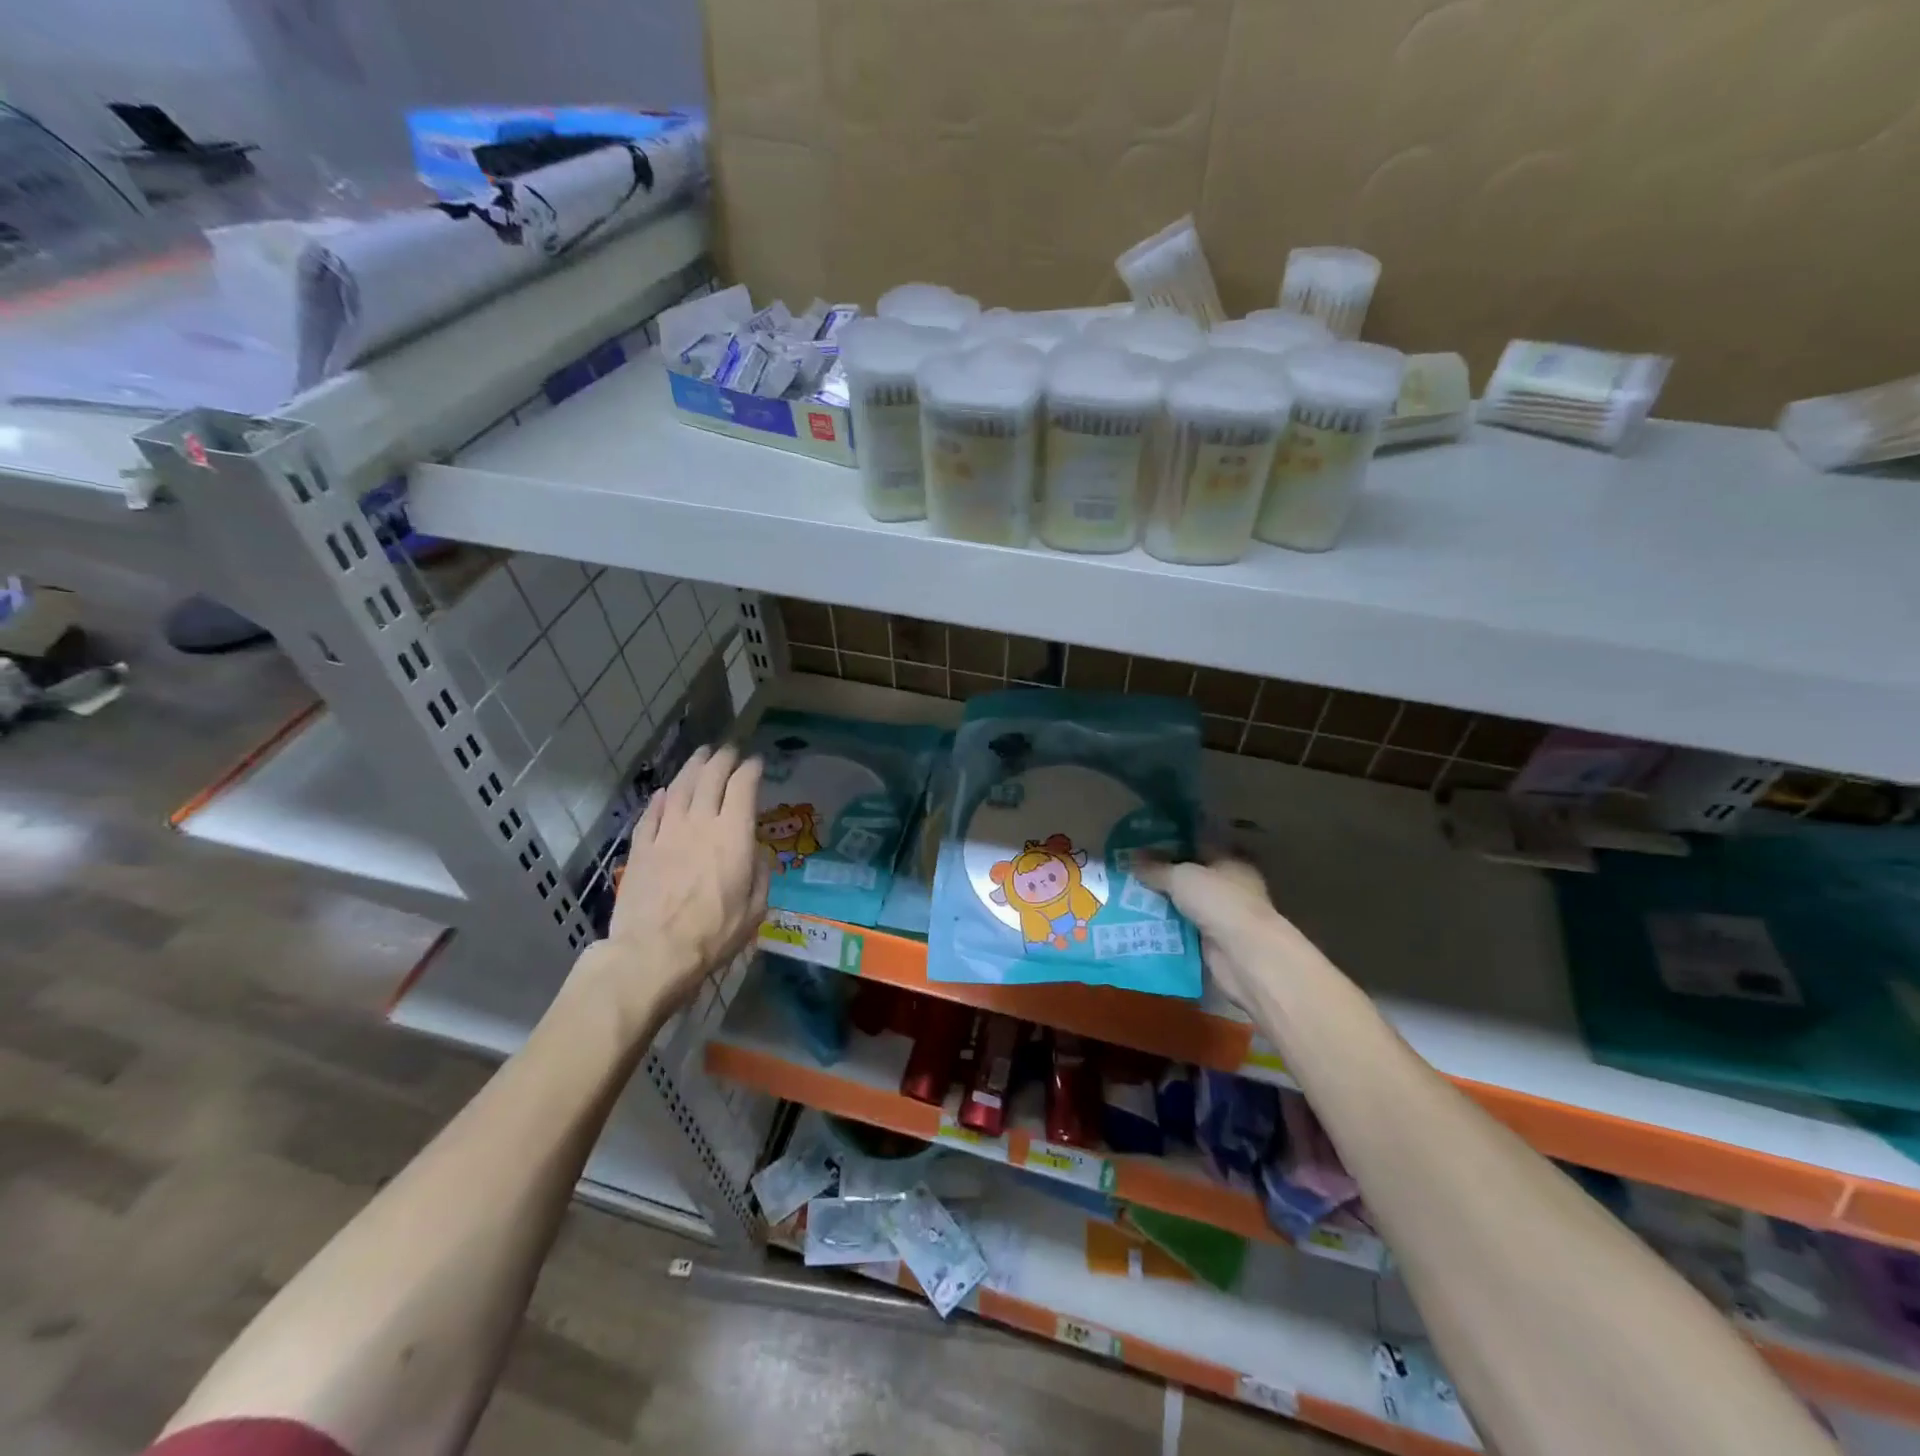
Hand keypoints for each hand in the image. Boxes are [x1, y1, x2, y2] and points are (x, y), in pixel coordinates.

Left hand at [571, 746, 769, 1035]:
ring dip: (692, 768)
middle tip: (729, 749)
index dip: (751, 770)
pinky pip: (651, 815)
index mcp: (733, 836)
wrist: (653, 953)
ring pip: (679, 789)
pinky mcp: (641, 850)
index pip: (742, 788)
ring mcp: (666, 834)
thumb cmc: (714, 934)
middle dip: (722, 759)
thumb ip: (759, 874)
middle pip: (710, 778)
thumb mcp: (756, 908)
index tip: (757, 762)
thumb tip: (755, 854)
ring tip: (701, 755)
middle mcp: (700, 824)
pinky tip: (663, 793)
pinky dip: (659, 800)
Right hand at [1136, 856, 1281, 1011]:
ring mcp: (1222, 916)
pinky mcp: (1213, 942)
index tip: (1141, 843)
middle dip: (1161, 875)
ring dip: (1161, 904)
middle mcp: (1229, 886)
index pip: (1198, 844)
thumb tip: (1129, 859)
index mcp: (1230, 861)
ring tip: (1125, 897)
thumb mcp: (1181, 877)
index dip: (1171, 842)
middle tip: (1127, 871)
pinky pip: (1182, 929)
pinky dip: (1165, 928)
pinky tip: (1138, 923)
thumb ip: (1155, 868)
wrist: (1244, 955)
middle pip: (1190, 876)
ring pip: (1184, 904)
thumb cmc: (1219, 902)